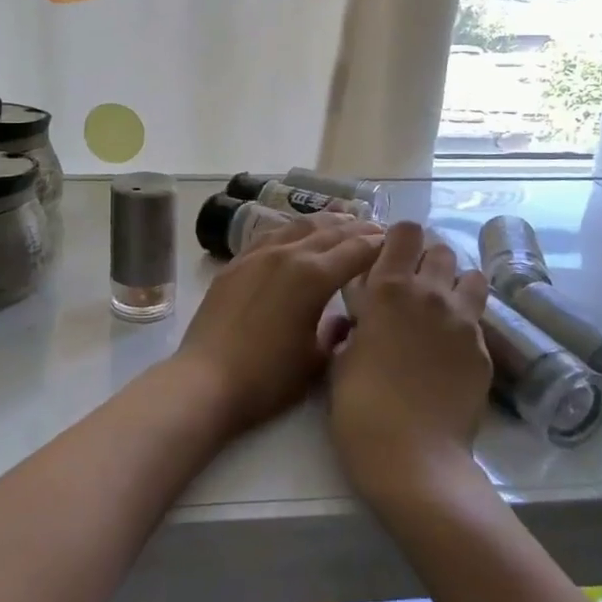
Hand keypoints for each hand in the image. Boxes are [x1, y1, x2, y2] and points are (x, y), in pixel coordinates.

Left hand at [173, 213, 382, 439]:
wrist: (206, 381)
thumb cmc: (268, 379)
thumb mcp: (317, 362)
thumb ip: (338, 333)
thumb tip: (347, 318)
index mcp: (314, 276)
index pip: (356, 250)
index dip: (379, 245)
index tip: (395, 243)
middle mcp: (288, 254)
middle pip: (330, 231)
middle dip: (357, 228)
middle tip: (376, 229)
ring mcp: (258, 255)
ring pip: (298, 226)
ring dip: (325, 222)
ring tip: (342, 220)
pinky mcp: (236, 263)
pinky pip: (270, 234)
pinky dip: (292, 229)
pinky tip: (296, 233)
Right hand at [329, 222, 490, 507]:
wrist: (412, 457)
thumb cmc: (360, 407)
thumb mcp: (340, 358)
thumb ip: (353, 324)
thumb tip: (359, 317)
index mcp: (388, 289)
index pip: (406, 232)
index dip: (398, 240)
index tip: (387, 258)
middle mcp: (430, 294)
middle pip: (441, 251)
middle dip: (427, 261)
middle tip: (412, 288)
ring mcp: (463, 321)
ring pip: (471, 277)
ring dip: (455, 285)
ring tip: (440, 310)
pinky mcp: (484, 350)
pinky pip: (478, 320)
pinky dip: (465, 324)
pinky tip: (450, 352)